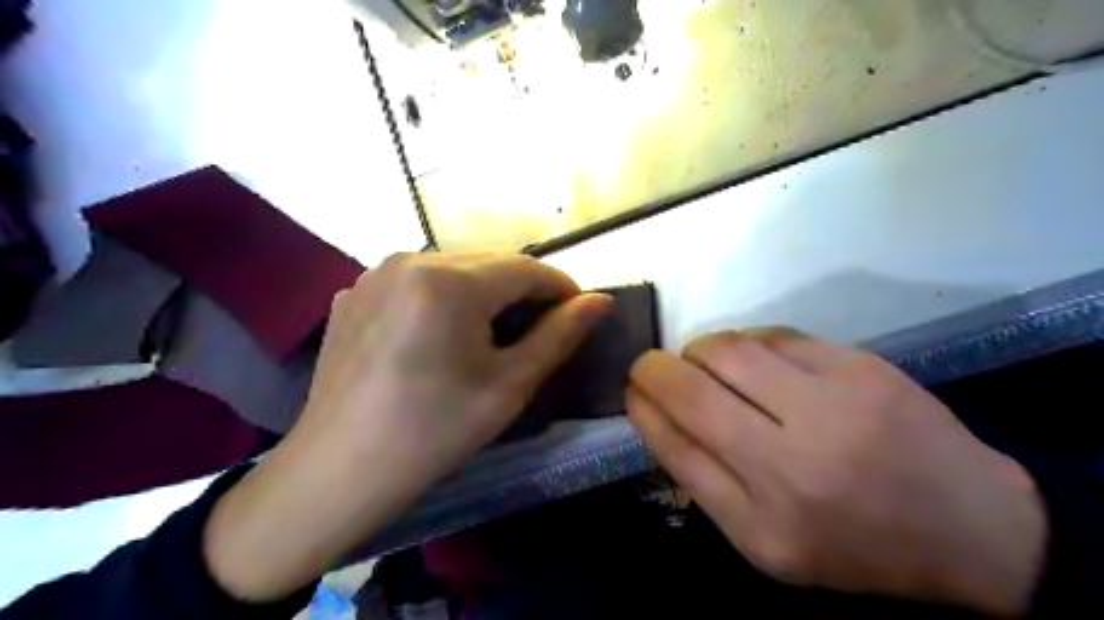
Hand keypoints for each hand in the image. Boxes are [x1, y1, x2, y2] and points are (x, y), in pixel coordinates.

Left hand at [202, 252, 607, 599]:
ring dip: (484, 293)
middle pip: (489, 262)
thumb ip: (559, 335)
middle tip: (539, 330)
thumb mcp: (509, 385)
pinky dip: (443, 299)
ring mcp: (374, 273)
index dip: (561, 288)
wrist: (338, 470)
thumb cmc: (434, 432)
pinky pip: (416, 282)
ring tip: (491, 334)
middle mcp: (409, 259)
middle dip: (523, 291)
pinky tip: (440, 337)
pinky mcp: (354, 292)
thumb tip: (601, 301)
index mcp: (449, 281)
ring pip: (453, 269)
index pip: (526, 267)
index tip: (579, 313)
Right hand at [628, 329, 1045, 615]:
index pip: (677, 444)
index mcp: (766, 520)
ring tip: (701, 362)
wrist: (970, 524)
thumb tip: (657, 416)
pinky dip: (745, 341)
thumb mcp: (767, 542)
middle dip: (654, 368)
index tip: (630, 389)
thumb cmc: (855, 543)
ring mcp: (834, 404)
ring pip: (730, 349)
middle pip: (694, 389)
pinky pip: (775, 335)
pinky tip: (750, 358)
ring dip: (698, 350)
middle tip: (650, 367)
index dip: (642, 407)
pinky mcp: (861, 366)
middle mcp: (795, 461)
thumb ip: (705, 481)